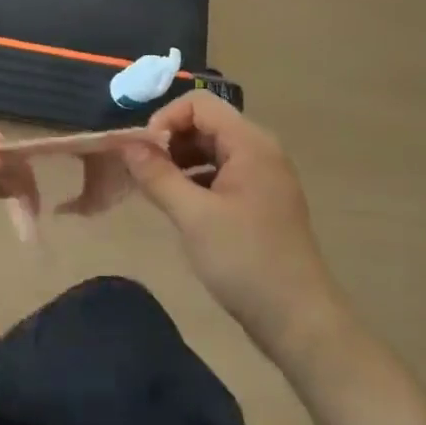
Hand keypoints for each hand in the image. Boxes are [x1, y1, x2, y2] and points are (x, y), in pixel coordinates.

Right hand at [123, 94, 347, 360]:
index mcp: (250, 144)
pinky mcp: (260, 202)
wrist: (299, 320)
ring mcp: (263, 177)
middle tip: (143, 173)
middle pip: (206, 124)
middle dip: (171, 141)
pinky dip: (196, 180)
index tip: (143, 153)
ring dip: (181, 161)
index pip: (199, 104)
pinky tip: (179, 206)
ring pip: (212, 149)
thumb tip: (126, 144)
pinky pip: (222, 174)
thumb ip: (157, 175)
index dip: (166, 119)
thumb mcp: (193, 217)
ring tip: (155, 189)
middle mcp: (260, 151)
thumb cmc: (245, 261)